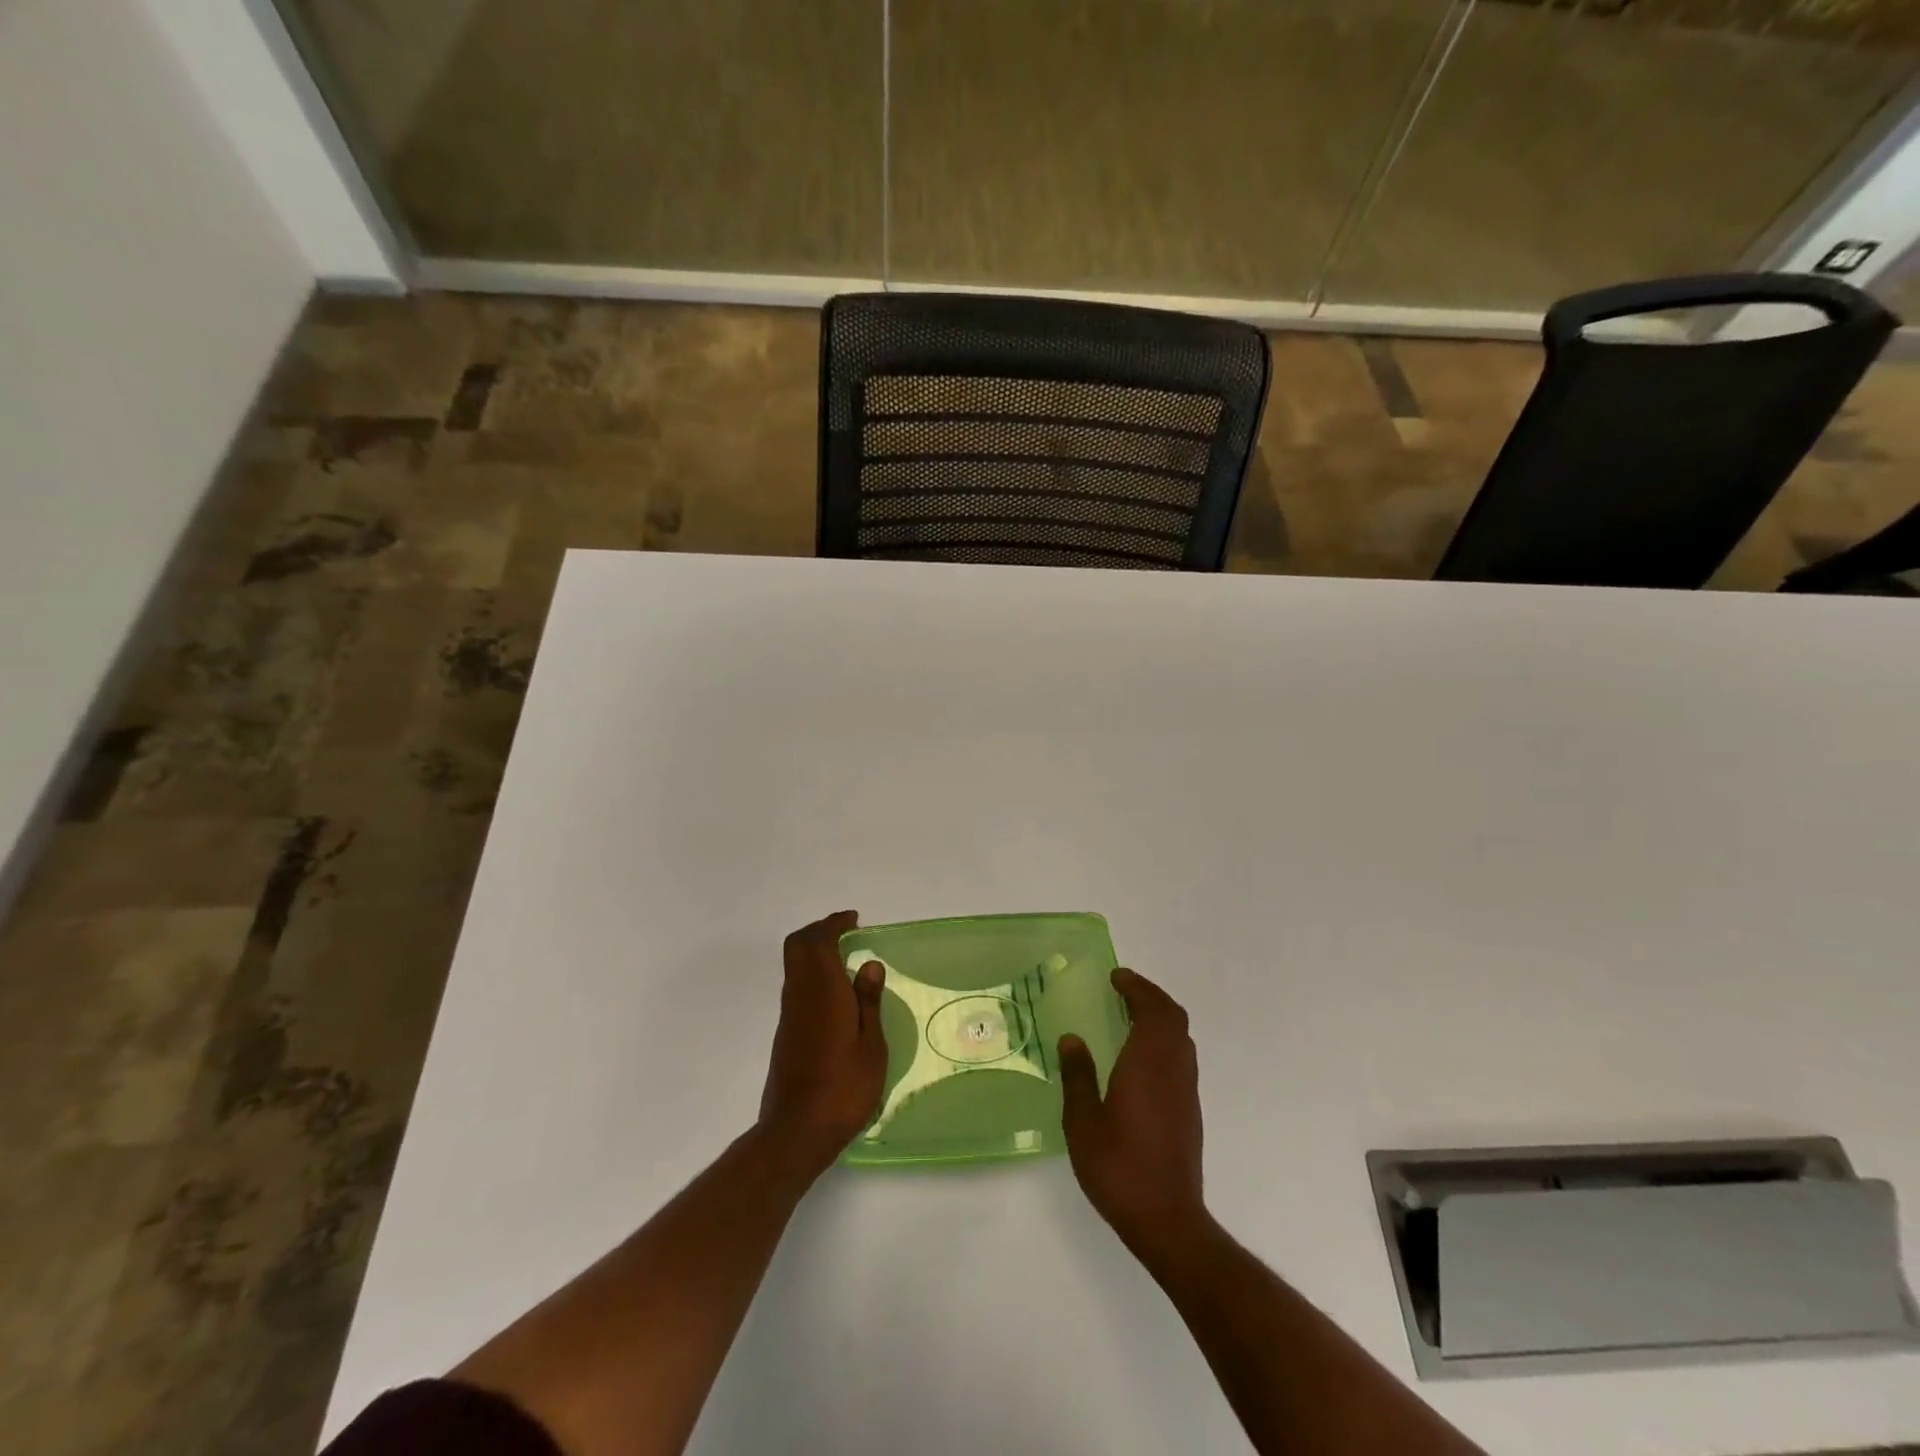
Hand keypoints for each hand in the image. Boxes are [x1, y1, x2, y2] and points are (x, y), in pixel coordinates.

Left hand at [757, 911, 887, 1176]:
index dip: (833, 924)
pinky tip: (835, 993)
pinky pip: (796, 986)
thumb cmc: (844, 1088)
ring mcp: (789, 1015)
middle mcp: (799, 995)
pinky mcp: (785, 1034)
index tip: (854, 920)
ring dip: (814, 951)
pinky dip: (812, 973)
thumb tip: (869, 964)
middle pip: (797, 946)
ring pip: (794, 966)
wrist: (796, 1132)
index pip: (818, 941)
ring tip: (845, 958)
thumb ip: (868, 1002)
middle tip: (846, 932)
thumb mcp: (871, 1046)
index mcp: (823, 992)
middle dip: (819, 931)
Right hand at [1059, 968, 1209, 1253]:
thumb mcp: (1083, 1123)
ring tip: (1130, 1015)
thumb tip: (1072, 1039)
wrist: (1167, 1221)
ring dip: (1160, 1017)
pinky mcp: (1190, 1110)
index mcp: (1148, 1064)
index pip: (1153, 1010)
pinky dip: (1164, 1039)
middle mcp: (1173, 1069)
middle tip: (1123, 989)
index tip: (1116, 977)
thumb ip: (1078, 1076)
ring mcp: (1186, 1091)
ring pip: (1181, 1037)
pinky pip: (1182, 1056)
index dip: (1137, 987)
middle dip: (1150, 996)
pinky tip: (1141, 1056)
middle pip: (1174, 1017)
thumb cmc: (1119, 1168)